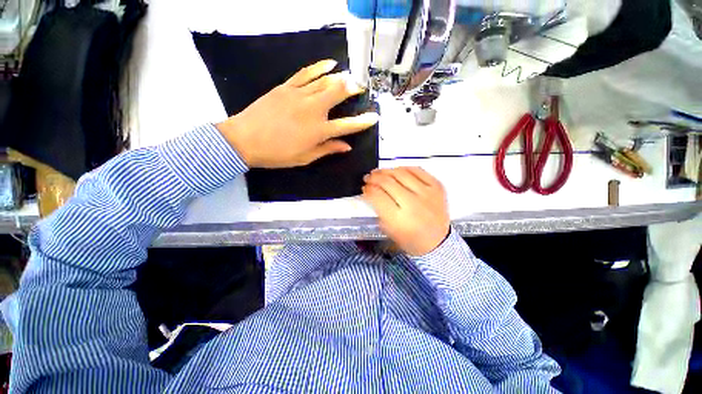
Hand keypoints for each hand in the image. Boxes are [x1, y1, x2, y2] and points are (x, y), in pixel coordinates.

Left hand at [216, 59, 378, 167]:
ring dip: (340, 77)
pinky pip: (306, 73)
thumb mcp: (305, 158)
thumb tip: (346, 146)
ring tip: (350, 76)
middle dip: (352, 89)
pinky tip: (329, 63)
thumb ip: (327, 149)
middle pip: (338, 93)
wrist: (244, 140)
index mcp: (318, 131)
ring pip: (325, 81)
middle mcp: (313, 110)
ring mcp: (299, 95)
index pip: (346, 125)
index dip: (362, 122)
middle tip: (361, 87)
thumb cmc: (277, 154)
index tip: (373, 117)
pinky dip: (319, 67)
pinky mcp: (286, 87)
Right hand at [362, 167, 449, 256]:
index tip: (365, 187)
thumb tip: (371, 191)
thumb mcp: (388, 230)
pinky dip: (404, 168)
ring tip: (380, 173)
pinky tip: (397, 171)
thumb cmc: (410, 239)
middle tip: (369, 177)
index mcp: (398, 219)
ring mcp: (427, 193)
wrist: (437, 241)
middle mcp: (413, 204)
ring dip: (386, 171)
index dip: (368, 189)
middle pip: (387, 182)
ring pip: (400, 173)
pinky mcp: (437, 187)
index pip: (377, 195)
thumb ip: (378, 210)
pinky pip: (417, 170)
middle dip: (374, 177)